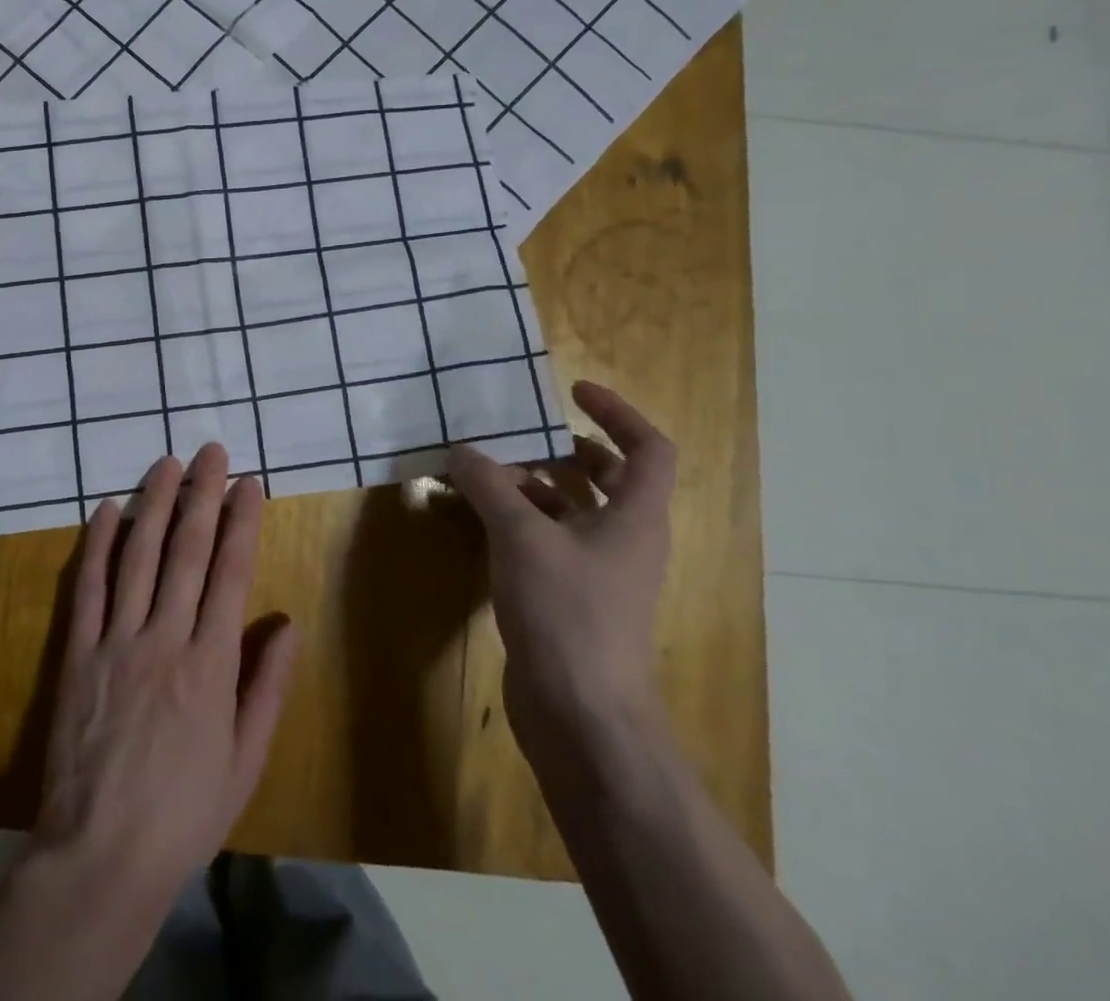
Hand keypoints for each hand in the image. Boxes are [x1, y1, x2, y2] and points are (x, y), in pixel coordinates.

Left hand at [31, 443, 298, 901]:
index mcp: (210, 663)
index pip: (231, 574)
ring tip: (167, 462)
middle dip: (202, 495)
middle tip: (211, 451)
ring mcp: (117, 641)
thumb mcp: (246, 761)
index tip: (250, 482)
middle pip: (187, 551)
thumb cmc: (184, 812)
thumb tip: (287, 623)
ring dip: (155, 504)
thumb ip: (266, 686)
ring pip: (139, 556)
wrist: (100, 854)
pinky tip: (107, 509)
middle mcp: (165, 637)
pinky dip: (98, 544)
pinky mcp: (77, 653)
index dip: (242, 522)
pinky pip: (88, 588)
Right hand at [448, 381, 674, 771]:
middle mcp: (626, 541)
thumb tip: (462, 451)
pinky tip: (481, 521)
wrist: (583, 717)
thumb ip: (490, 486)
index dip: (617, 412)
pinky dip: (522, 523)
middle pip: (610, 478)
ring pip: (575, 512)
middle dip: (566, 451)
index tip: (571, 392)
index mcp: (636, 518)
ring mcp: (600, 574)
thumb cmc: (567, 614)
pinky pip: (551, 543)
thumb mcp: (521, 537)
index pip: (648, 449)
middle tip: (520, 436)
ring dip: (536, 487)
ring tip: (486, 473)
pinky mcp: (572, 600)